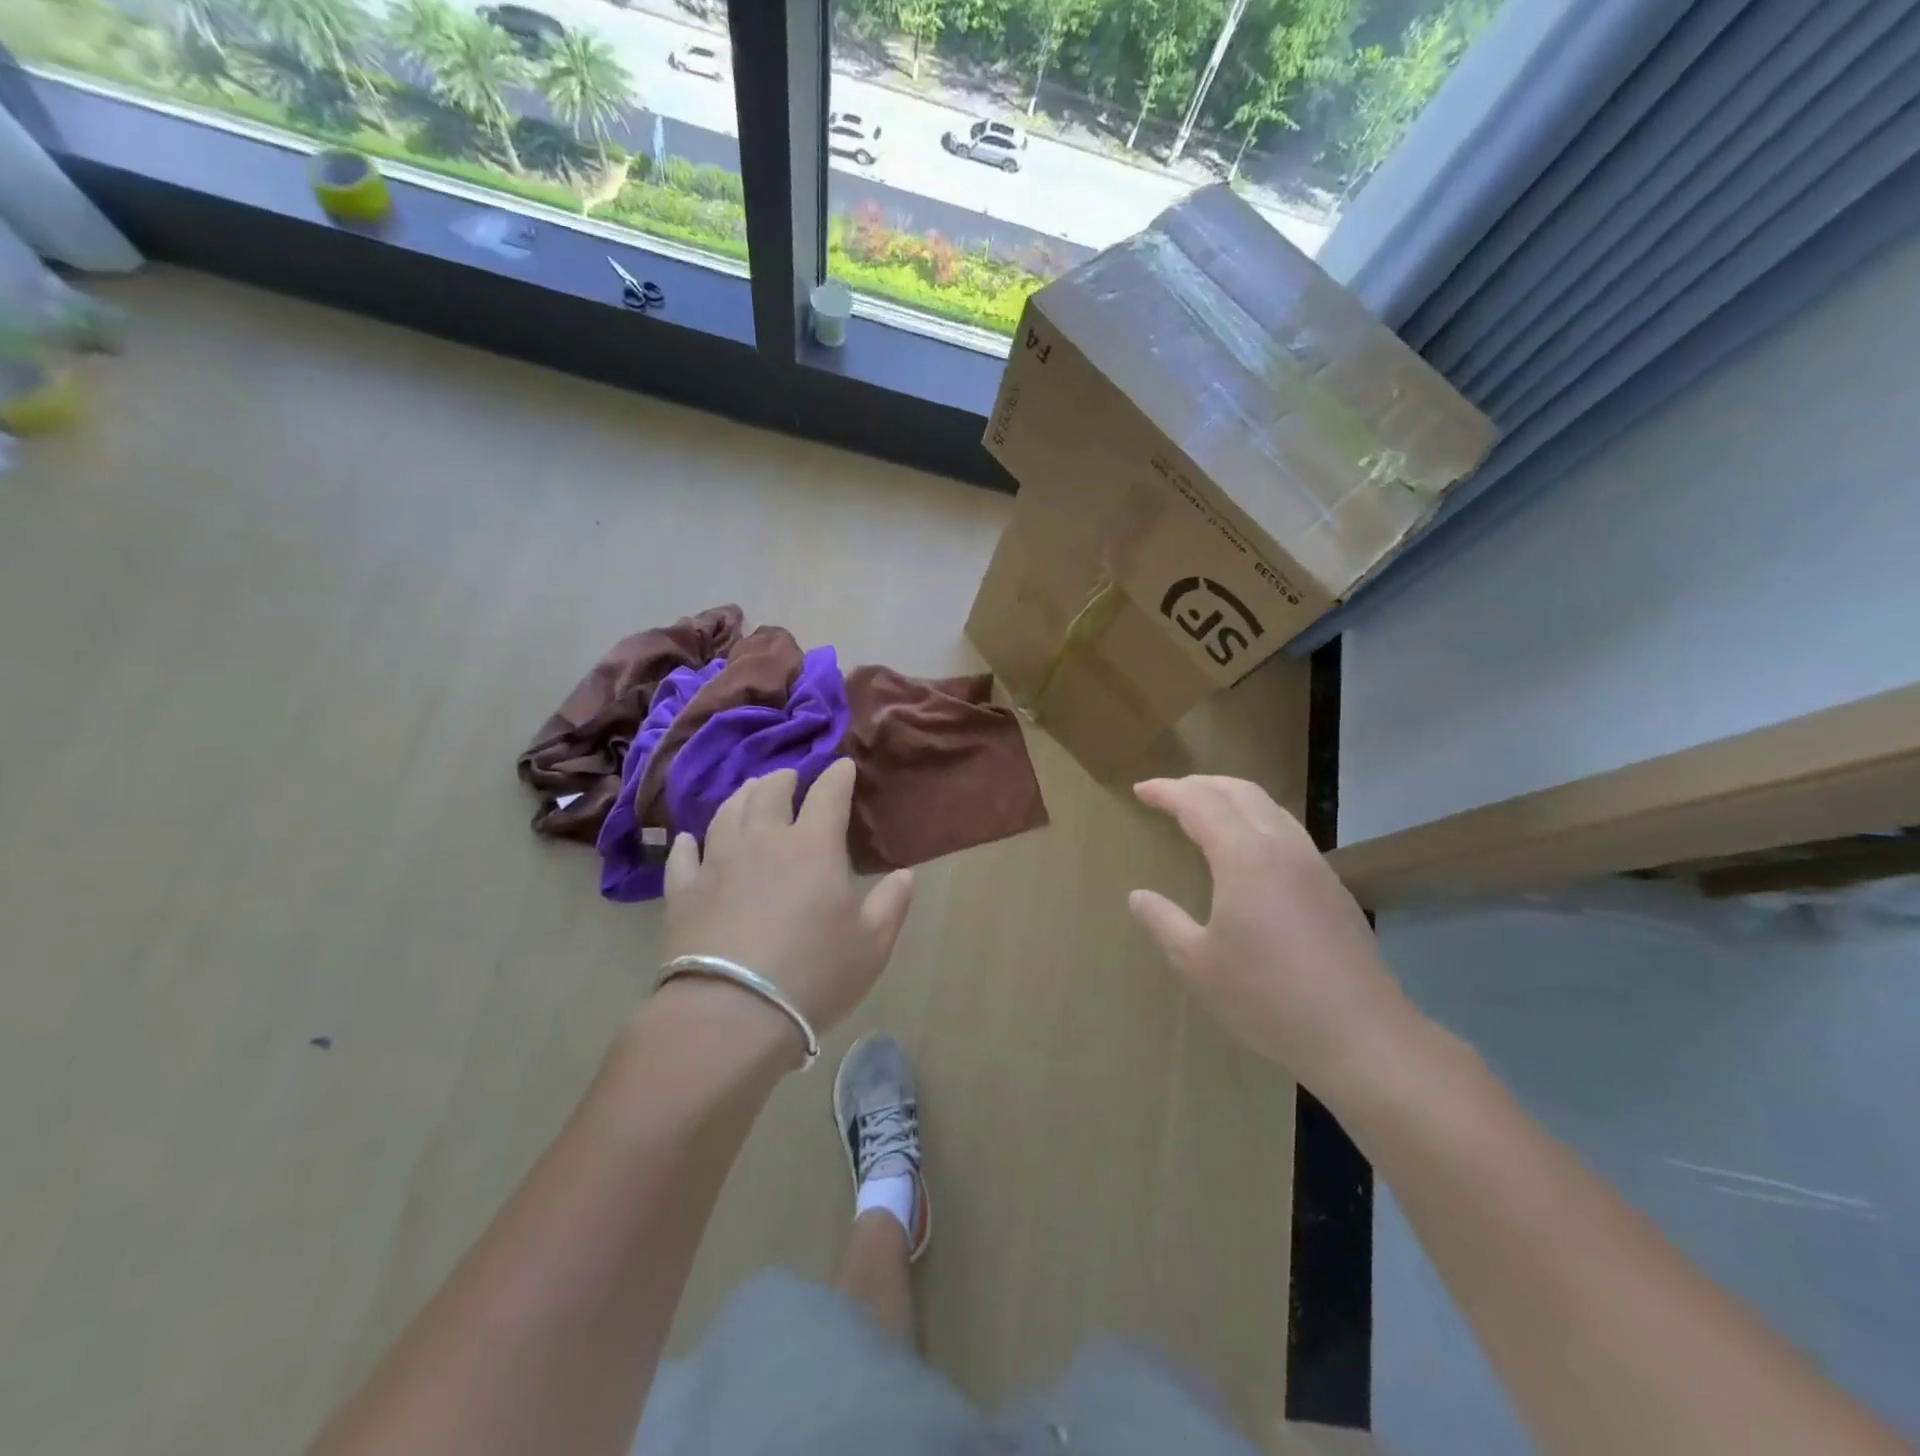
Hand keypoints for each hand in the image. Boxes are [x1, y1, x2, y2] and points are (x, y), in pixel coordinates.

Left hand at [662, 759, 913, 1043]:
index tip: (843, 766)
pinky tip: (689, 840)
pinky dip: (689, 843)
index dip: (837, 776)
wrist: (731, 1014)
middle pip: (769, 793)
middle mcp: (763, 842)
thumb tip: (905, 874)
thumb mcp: (871, 945)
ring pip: (726, 813)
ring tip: (748, 791)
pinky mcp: (683, 893)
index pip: (828, 795)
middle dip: (783, 779)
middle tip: (789, 777)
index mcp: (813, 847)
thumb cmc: (814, 976)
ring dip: (740, 797)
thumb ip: (891, 904)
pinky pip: (683, 856)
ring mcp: (717, 864)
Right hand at [1129, 775, 1416, 1093]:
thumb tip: (1138, 896)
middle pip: (1240, 792)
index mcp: (1244, 857)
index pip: (1198, 804)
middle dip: (1200, 784)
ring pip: (1270, 808)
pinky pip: (1288, 832)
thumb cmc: (1267, 997)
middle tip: (1169, 792)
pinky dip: (1257, 821)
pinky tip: (1248, 852)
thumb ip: (1163, 922)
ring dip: (1232, 798)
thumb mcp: (1197, 964)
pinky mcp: (1332, 888)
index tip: (1140, 790)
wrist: (1360, 1035)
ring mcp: (1314, 865)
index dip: (1166, 792)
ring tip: (1206, 811)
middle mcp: (1281, 847)